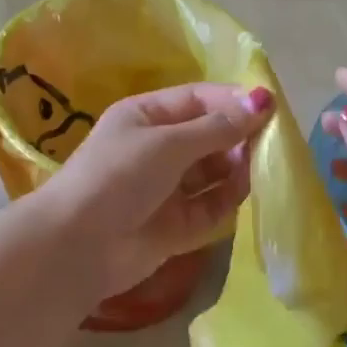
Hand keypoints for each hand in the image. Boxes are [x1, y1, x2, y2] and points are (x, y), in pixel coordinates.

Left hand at [42, 83, 274, 296]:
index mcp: (147, 115)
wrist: (75, 247)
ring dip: (237, 168)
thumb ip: (217, 127)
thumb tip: (261, 100)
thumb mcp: (167, 143)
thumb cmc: (118, 176)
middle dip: (238, 136)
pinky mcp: (175, 226)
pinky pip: (210, 206)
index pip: (198, 99)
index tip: (270, 106)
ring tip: (260, 169)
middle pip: (209, 135)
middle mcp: (157, 148)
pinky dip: (228, 199)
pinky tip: (246, 194)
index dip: (232, 101)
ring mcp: (166, 188)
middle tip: (271, 143)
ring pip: (213, 171)